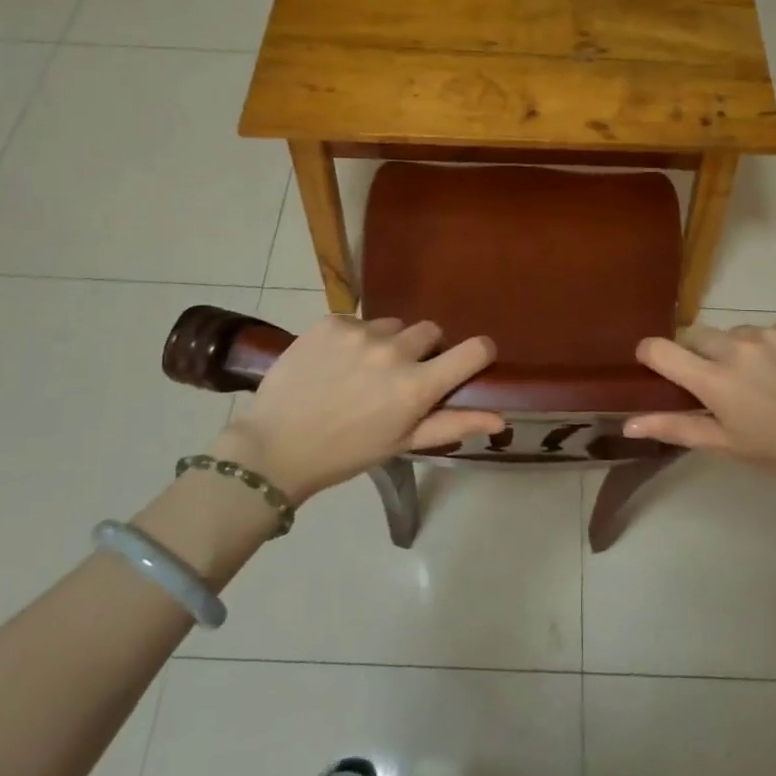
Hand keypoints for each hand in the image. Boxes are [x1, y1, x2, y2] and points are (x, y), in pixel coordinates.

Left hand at [211, 316, 501, 505]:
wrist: (274, 447)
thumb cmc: (345, 453)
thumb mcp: (403, 443)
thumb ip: (454, 424)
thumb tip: (501, 418)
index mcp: (417, 386)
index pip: (474, 350)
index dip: (479, 352)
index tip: (471, 359)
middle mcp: (394, 351)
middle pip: (430, 331)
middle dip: (423, 350)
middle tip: (399, 377)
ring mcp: (360, 333)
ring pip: (392, 325)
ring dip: (387, 343)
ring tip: (360, 371)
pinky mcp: (331, 322)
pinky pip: (358, 322)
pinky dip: (353, 339)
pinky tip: (334, 363)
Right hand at [626, 320, 775, 488]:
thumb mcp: (727, 446)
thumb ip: (676, 428)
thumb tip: (628, 423)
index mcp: (714, 379)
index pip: (660, 349)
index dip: (651, 354)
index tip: (657, 366)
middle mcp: (736, 347)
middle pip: (697, 335)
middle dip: (699, 354)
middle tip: (722, 384)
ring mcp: (770, 333)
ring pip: (737, 334)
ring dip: (740, 351)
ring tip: (768, 381)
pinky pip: (773, 330)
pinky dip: (775, 347)